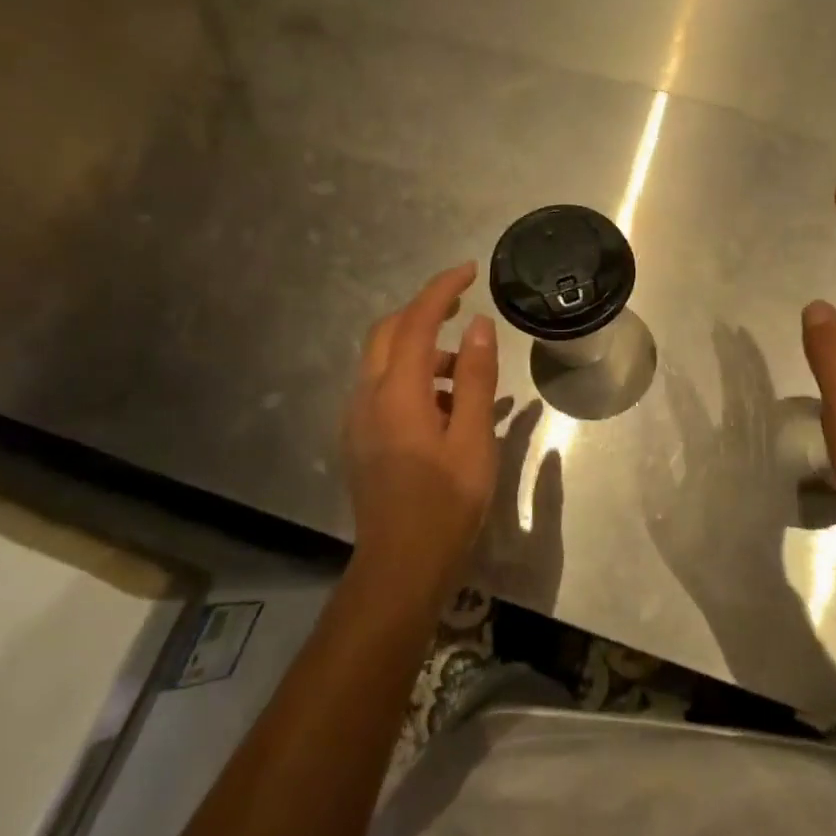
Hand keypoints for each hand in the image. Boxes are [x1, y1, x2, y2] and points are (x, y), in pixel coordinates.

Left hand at [344, 263, 500, 610]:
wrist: (401, 565)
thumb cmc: (446, 503)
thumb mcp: (473, 438)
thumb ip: (473, 377)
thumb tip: (478, 326)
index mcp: (396, 393)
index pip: (416, 322)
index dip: (441, 290)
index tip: (469, 270)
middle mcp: (367, 397)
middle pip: (388, 333)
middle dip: (423, 312)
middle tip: (463, 308)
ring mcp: (357, 419)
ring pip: (383, 362)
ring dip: (420, 350)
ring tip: (465, 372)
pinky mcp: (359, 439)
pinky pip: (382, 388)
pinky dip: (412, 378)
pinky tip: (446, 407)